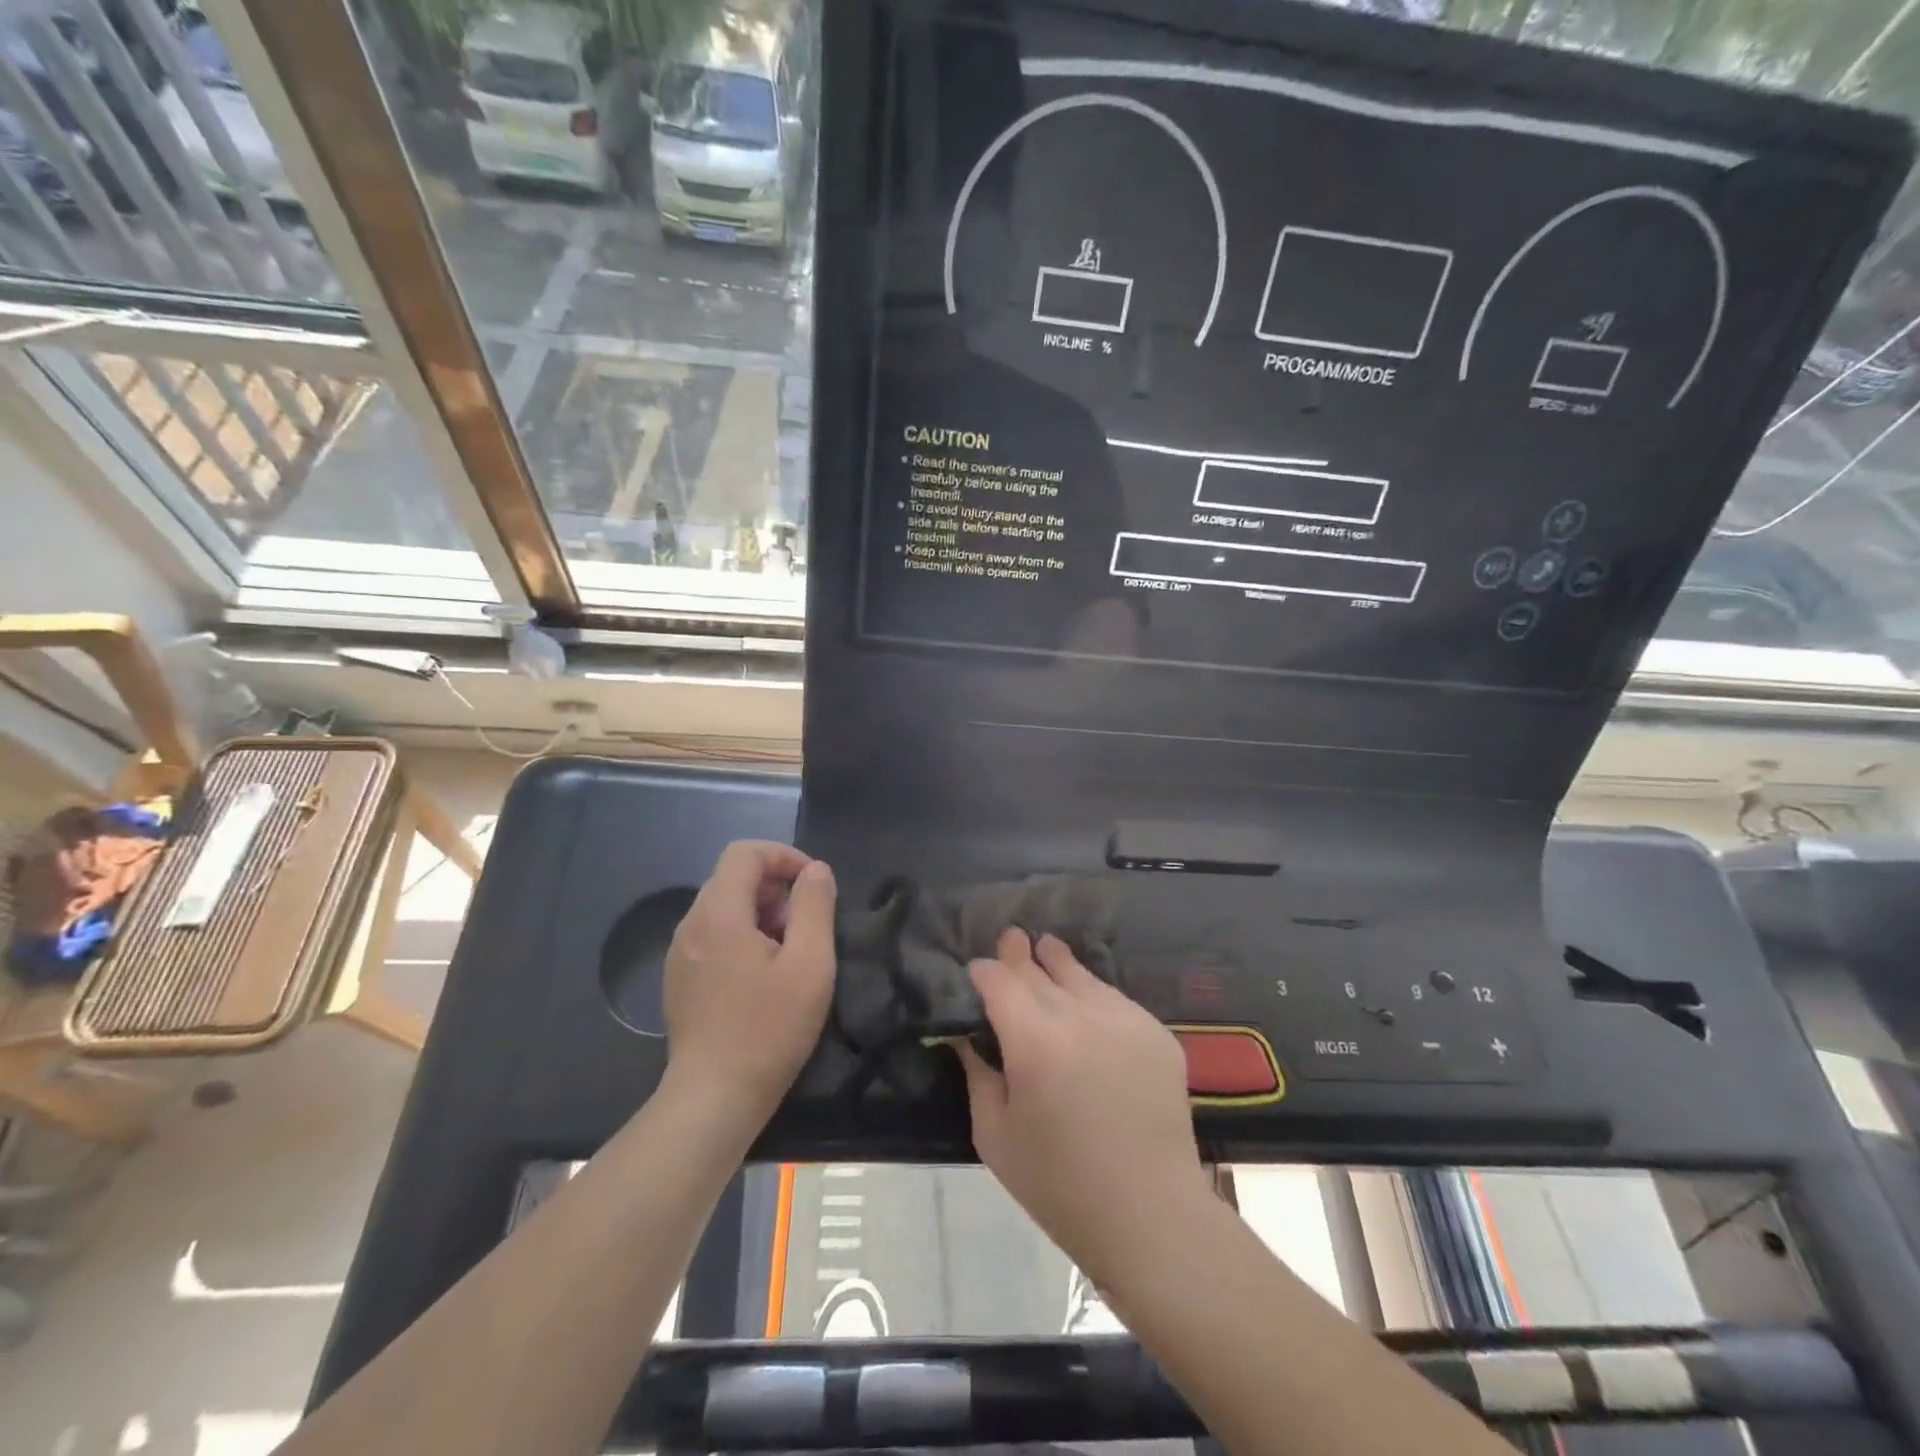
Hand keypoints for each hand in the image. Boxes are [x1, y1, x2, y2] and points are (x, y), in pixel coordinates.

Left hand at [664, 841, 836, 1120]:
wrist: (713, 1099)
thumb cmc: (768, 1029)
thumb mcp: (810, 964)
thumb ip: (814, 906)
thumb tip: (816, 870)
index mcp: (718, 914)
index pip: (745, 852)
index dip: (784, 856)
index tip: (814, 885)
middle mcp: (691, 925)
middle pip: (733, 878)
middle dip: (775, 888)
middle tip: (806, 925)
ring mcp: (679, 954)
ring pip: (723, 907)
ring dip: (760, 913)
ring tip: (789, 952)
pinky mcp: (679, 979)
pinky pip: (712, 935)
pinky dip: (742, 936)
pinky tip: (762, 976)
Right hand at [957, 929, 1212, 1279]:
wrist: (1150, 1214)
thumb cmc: (1059, 1183)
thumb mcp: (995, 1134)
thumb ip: (977, 1073)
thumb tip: (965, 1034)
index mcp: (1034, 1040)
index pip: (1000, 980)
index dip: (984, 972)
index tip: (975, 972)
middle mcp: (1080, 1015)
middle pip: (1040, 969)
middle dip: (1019, 954)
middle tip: (1010, 937)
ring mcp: (1124, 1019)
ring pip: (1081, 976)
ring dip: (1059, 962)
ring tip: (1047, 946)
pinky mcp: (1156, 1032)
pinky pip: (1115, 1000)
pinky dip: (1094, 996)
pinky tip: (1087, 1004)